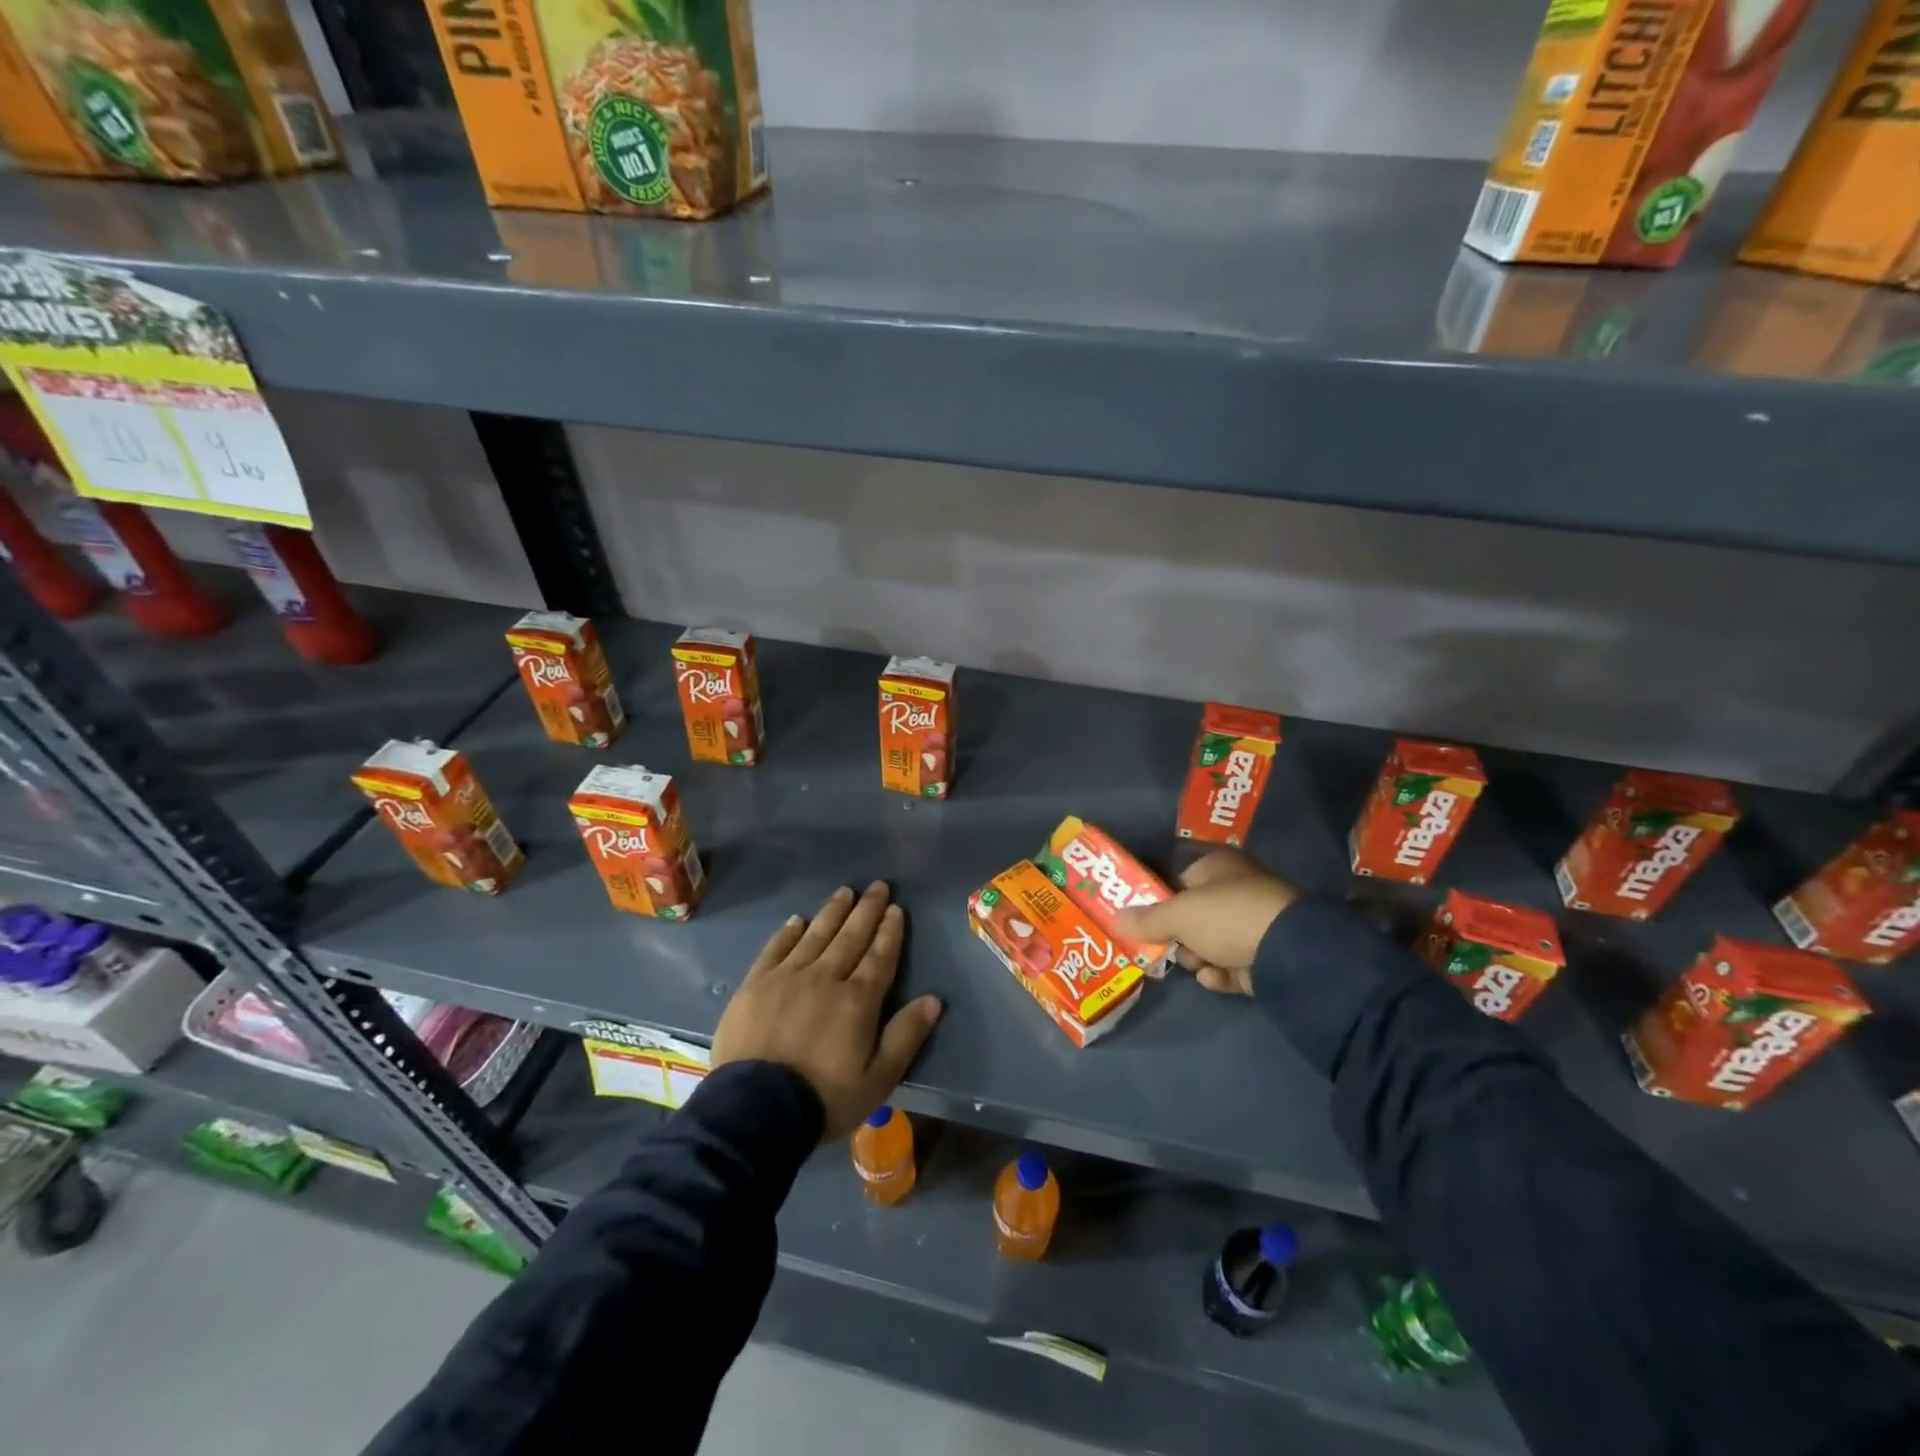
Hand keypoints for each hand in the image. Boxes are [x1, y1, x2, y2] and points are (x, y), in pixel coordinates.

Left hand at [712, 882, 942, 1139]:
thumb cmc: (823, 1099)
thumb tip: (934, 999)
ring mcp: (787, 977)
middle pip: (851, 937)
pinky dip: (789, 932)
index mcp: (857, 1000)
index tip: (896, 909)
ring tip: (845, 892)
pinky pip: (776, 948)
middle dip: (867, 910)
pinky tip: (799, 920)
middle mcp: (825, 977)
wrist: (754, 1111)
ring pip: (816, 935)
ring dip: (833, 912)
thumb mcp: (877, 1079)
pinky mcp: (756, 984)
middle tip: (878, 886)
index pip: (880, 956)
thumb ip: (905, 1036)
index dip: (890, 932)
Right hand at [1115, 848, 1296, 995]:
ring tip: (1199, 966)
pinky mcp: (1271, 955)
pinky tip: (1215, 978)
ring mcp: (1258, 922)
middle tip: (1170, 948)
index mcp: (1219, 866)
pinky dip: (1223, 973)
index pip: (1179, 880)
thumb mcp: (1178, 916)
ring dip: (1200, 958)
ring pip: (1214, 942)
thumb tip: (1115, 918)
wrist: (1292, 952)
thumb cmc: (1228, 917)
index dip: (1160, 902)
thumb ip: (1147, 919)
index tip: (1144, 924)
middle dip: (1180, 937)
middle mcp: (1239, 888)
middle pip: (1195, 915)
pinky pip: (1235, 964)